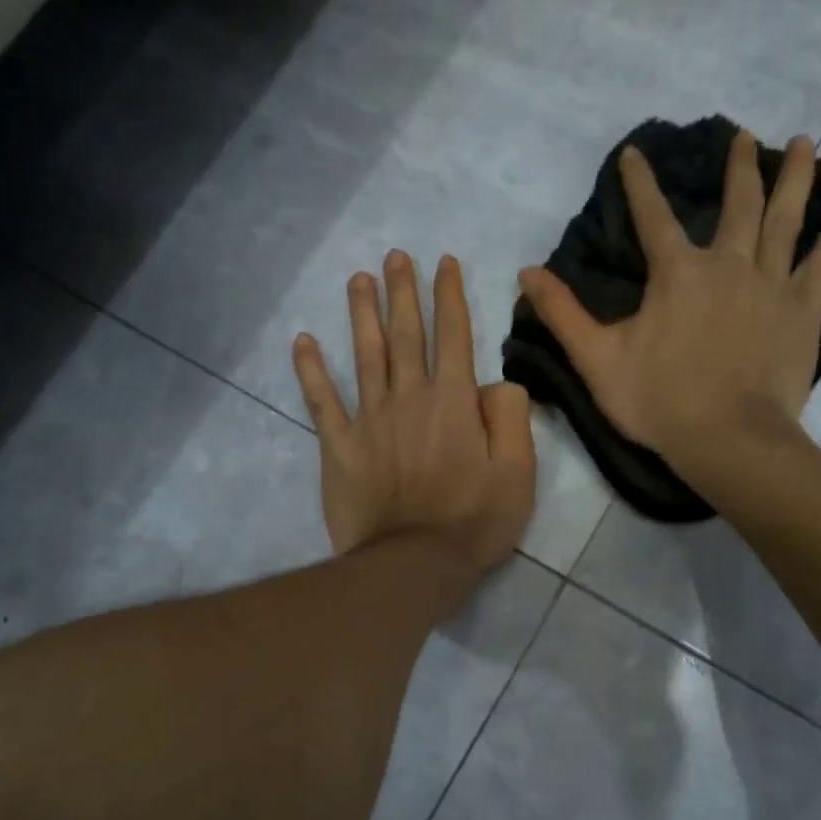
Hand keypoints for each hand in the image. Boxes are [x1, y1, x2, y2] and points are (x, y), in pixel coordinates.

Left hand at [293, 251, 536, 584]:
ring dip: (361, 314)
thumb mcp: (518, 473)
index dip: (448, 296)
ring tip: (358, 279)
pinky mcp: (338, 446)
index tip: (442, 262)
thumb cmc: (473, 521)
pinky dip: (311, 371)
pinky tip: (302, 342)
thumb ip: (511, 418)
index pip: (453, 336)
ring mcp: (369, 419)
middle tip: (394, 255)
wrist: (412, 563)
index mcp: (454, 402)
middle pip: (404, 335)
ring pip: (364, 355)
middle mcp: (409, 398)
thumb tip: (496, 383)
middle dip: (402, 292)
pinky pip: (321, 401)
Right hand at [516, 129, 820, 470]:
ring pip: (785, 219)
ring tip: (802, 144)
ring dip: (793, 178)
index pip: (652, 216)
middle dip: (737, 167)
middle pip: (736, 204)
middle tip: (744, 135)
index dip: (639, 183)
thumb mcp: (597, 360)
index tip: (634, 152)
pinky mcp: (803, 310)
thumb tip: (526, 272)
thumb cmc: (659, 401)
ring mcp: (771, 284)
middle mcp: (728, 264)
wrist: (728, 440)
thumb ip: (563, 314)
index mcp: (677, 274)